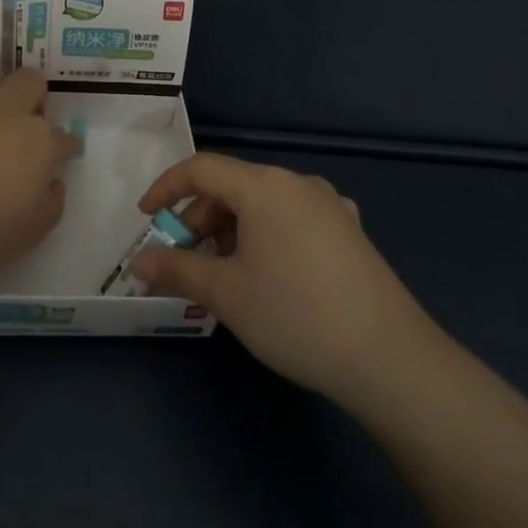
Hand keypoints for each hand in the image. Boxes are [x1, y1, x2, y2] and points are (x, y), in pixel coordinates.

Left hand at [0, 48, 78, 278]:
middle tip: (20, 128)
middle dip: (34, 101)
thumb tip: (52, 181)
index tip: (57, 160)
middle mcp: (8, 108)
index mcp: (40, 142)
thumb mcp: (34, 232)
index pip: (64, 137)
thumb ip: (52, 201)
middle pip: (33, 83)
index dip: (63, 149)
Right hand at [129, 154, 439, 403]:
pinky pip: (292, 221)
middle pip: (233, 187)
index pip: (201, 169)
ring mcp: (330, 207)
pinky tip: (268, 275)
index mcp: (264, 185)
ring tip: (223, 276)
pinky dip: (265, 238)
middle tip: (183, 261)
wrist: (389, 358)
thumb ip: (175, 269)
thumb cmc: (294, 314)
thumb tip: (138, 261)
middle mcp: (298, 184)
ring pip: (263, 206)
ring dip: (231, 232)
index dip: (166, 189)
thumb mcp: (224, 292)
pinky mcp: (350, 233)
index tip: (146, 218)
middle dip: (199, 220)